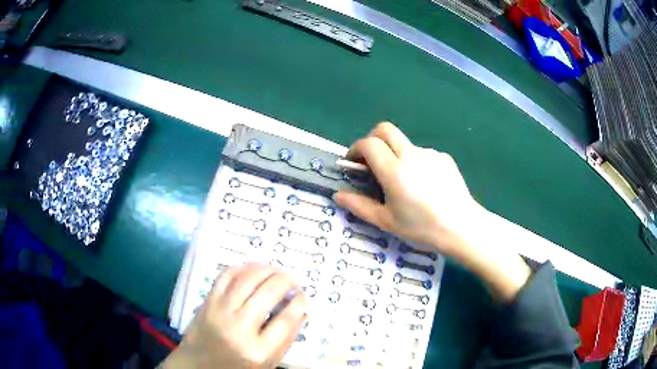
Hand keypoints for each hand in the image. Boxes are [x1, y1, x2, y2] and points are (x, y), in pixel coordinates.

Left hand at [160, 263, 307, 368]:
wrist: (197, 365)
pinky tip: (254, 269)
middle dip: (287, 281)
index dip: (300, 302)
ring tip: (277, 272)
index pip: (287, 319)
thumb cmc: (236, 367)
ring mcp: (219, 311)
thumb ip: (286, 339)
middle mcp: (238, 328)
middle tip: (293, 282)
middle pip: (269, 293)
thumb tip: (301, 310)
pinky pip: (227, 275)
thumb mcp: (267, 363)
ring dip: (268, 269)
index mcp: (258, 351)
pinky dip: (243, 267)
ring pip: (248, 278)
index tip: (304, 296)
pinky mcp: (207, 301)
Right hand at [334, 122, 479, 255]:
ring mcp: (429, 153)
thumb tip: (338, 195)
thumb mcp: (386, 221)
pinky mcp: (443, 157)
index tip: (353, 162)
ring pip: (404, 143)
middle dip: (372, 139)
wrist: (461, 226)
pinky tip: (424, 184)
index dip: (356, 149)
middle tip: (371, 159)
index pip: (368, 144)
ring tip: (403, 180)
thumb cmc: (422, 227)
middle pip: (385, 129)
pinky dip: (415, 162)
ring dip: (395, 153)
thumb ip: (359, 205)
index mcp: (394, 170)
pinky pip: (422, 153)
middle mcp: (411, 154)